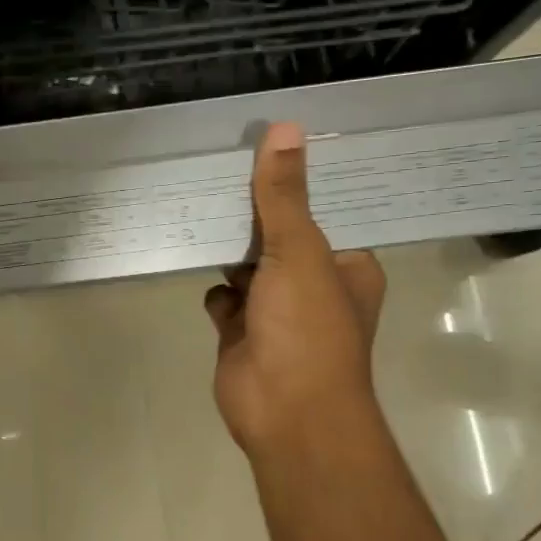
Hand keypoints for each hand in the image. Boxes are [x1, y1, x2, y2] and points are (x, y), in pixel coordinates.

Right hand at [204, 123, 385, 454]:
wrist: (285, 411)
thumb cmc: (307, 329)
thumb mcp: (301, 252)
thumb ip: (285, 196)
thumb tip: (284, 130)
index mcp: (348, 265)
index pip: (326, 212)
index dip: (300, 183)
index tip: (269, 147)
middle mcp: (315, 285)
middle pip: (282, 236)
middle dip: (255, 212)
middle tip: (221, 167)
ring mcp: (275, 310)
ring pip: (248, 265)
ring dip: (228, 247)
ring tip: (198, 203)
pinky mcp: (239, 330)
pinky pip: (222, 295)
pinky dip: (213, 287)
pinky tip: (192, 261)